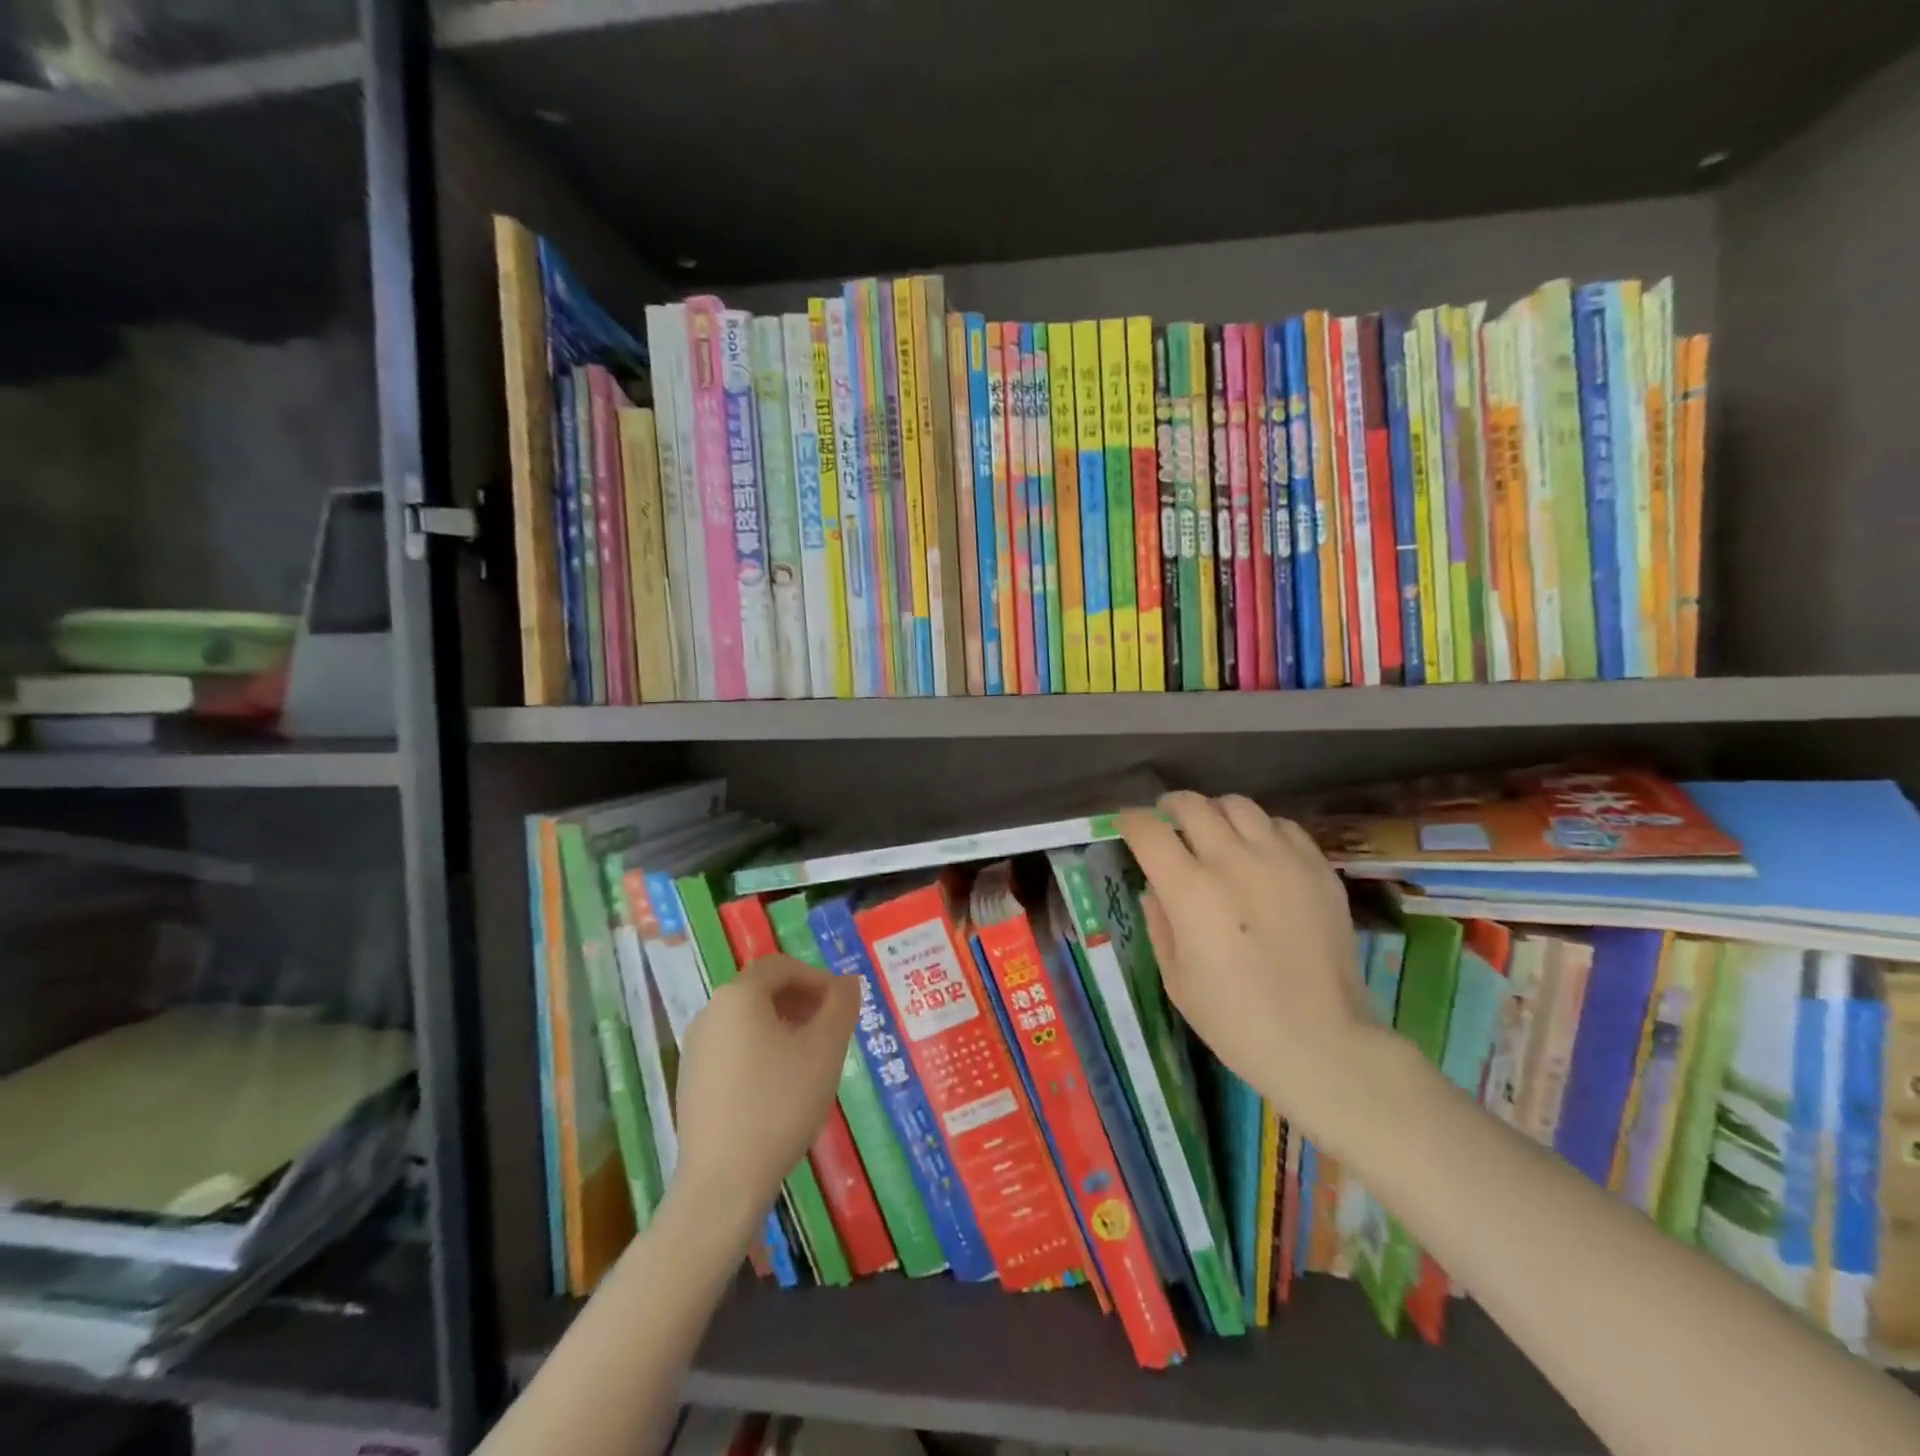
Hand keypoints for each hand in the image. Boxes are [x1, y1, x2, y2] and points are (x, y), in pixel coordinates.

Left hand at [672, 954, 859, 1226]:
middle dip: (802, 1001)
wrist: (722, 1183)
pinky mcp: (691, 1082)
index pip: (781, 966)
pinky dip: (762, 1051)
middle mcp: (710, 1013)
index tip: (842, 1004)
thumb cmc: (780, 1104)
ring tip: (812, 1058)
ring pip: (748, 1021)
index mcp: (738, 996)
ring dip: (784, 1026)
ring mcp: (695, 1049)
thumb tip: (847, 983)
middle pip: (762, 991)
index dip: (817, 977)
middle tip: (832, 1028)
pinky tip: (782, 1086)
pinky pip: (733, 1049)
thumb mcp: (826, 1049)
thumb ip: (841, 1005)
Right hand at [1119, 792, 1382, 1144]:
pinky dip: (1261, 830)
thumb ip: (1159, 922)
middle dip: (1169, 807)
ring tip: (1214, 833)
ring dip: (1216, 813)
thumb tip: (1155, 887)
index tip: (1126, 825)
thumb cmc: (1235, 1020)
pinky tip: (1259, 854)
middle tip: (1167, 821)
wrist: (1321, 1043)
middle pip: (1192, 805)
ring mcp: (1281, 860)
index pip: (1148, 831)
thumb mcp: (1176, 978)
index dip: (1130, 820)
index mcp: (1190, 890)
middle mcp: (1233, 861)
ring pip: (1238, 805)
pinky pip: (1282, 826)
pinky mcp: (1317, 869)